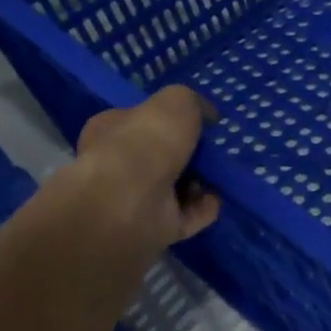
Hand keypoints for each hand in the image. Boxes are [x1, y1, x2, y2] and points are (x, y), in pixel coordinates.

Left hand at [24, 87, 219, 313]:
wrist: (132, 200)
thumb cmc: (147, 141)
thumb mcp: (175, 102)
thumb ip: (192, 102)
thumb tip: (207, 115)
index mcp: (110, 130)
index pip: (138, 121)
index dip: (167, 120)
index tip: (198, 122)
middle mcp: (118, 165)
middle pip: (160, 156)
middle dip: (188, 154)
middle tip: (215, 150)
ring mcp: (135, 200)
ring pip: (174, 188)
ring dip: (200, 182)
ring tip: (221, 174)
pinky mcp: (154, 228)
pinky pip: (187, 215)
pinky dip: (204, 208)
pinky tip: (218, 197)